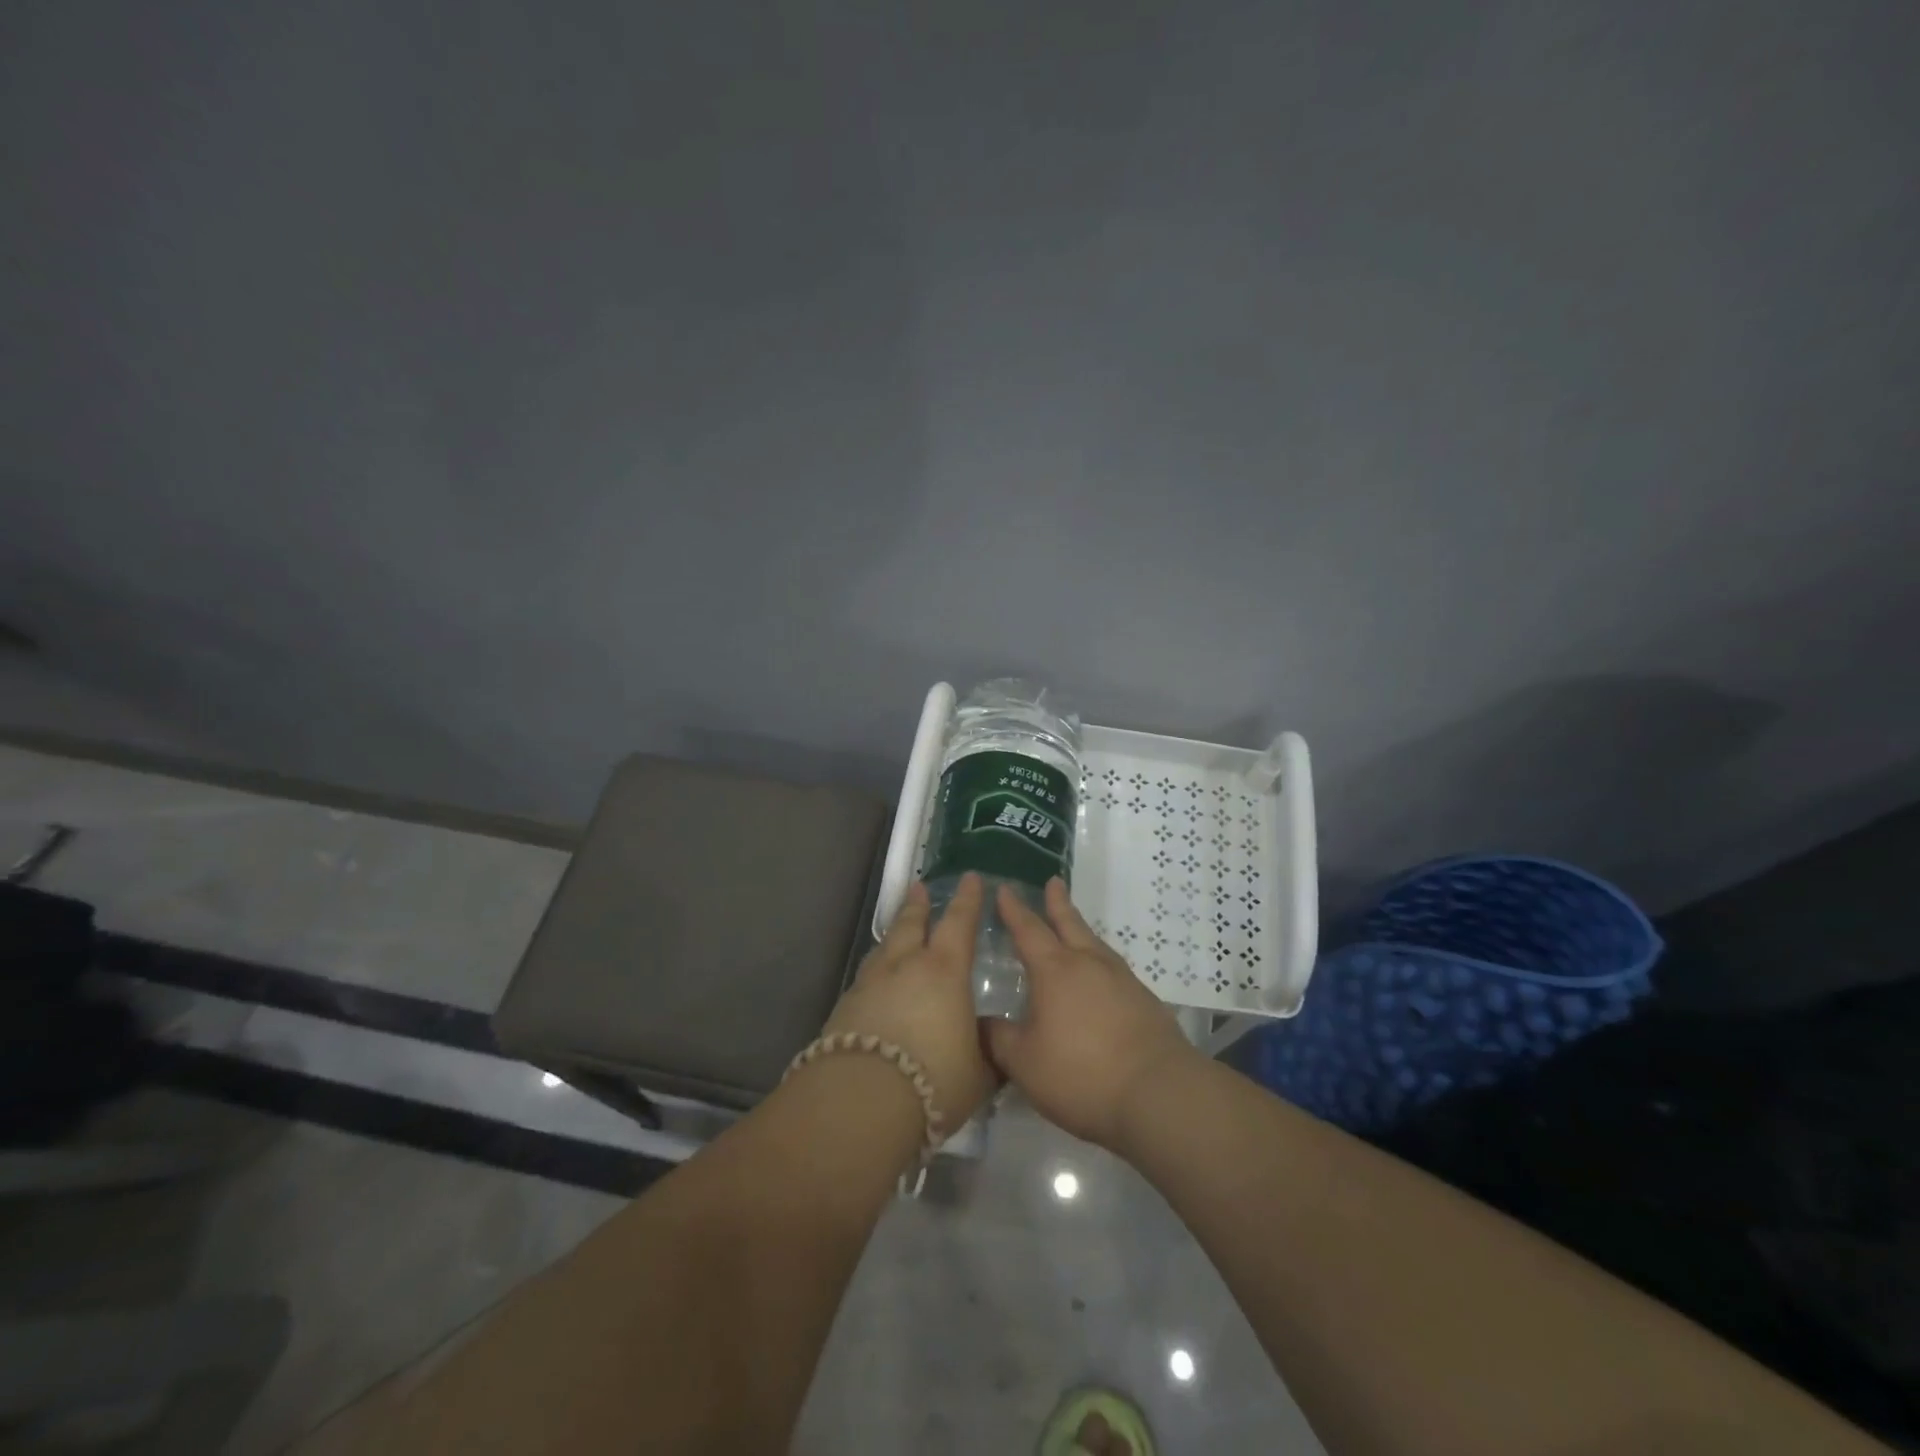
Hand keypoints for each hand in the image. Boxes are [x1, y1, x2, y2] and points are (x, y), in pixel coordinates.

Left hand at [822, 873, 993, 1133]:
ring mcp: (870, 984)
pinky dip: (876, 972)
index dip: (967, 900)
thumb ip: (990, 1052)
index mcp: (944, 971)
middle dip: (918, 905)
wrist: (862, 1101)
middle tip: (919, 888)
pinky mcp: (844, 1008)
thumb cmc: (935, 1080)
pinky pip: (866, 978)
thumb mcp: (980, 1073)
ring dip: (894, 935)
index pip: (959, 923)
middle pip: (911, 924)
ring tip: (898, 931)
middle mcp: (905, 966)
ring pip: (884, 948)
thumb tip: (995, 1042)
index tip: (970, 877)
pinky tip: (876, 984)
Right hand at [985, 878, 1198, 1149]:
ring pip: (1095, 944)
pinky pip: (1113, 969)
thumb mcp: (1024, 1062)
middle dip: (1057, 903)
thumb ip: (997, 1039)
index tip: (1005, 889)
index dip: (1014, 910)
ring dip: (1080, 930)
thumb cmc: (1081, 1074)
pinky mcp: (1144, 1001)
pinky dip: (1099, 962)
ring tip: (1074, 926)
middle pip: (1070, 924)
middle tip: (1054, 881)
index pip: (1028, 930)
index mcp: (1055, 971)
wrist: (1159, 1093)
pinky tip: (1099, 978)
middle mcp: (1089, 964)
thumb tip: (978, 1022)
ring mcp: (1122, 980)